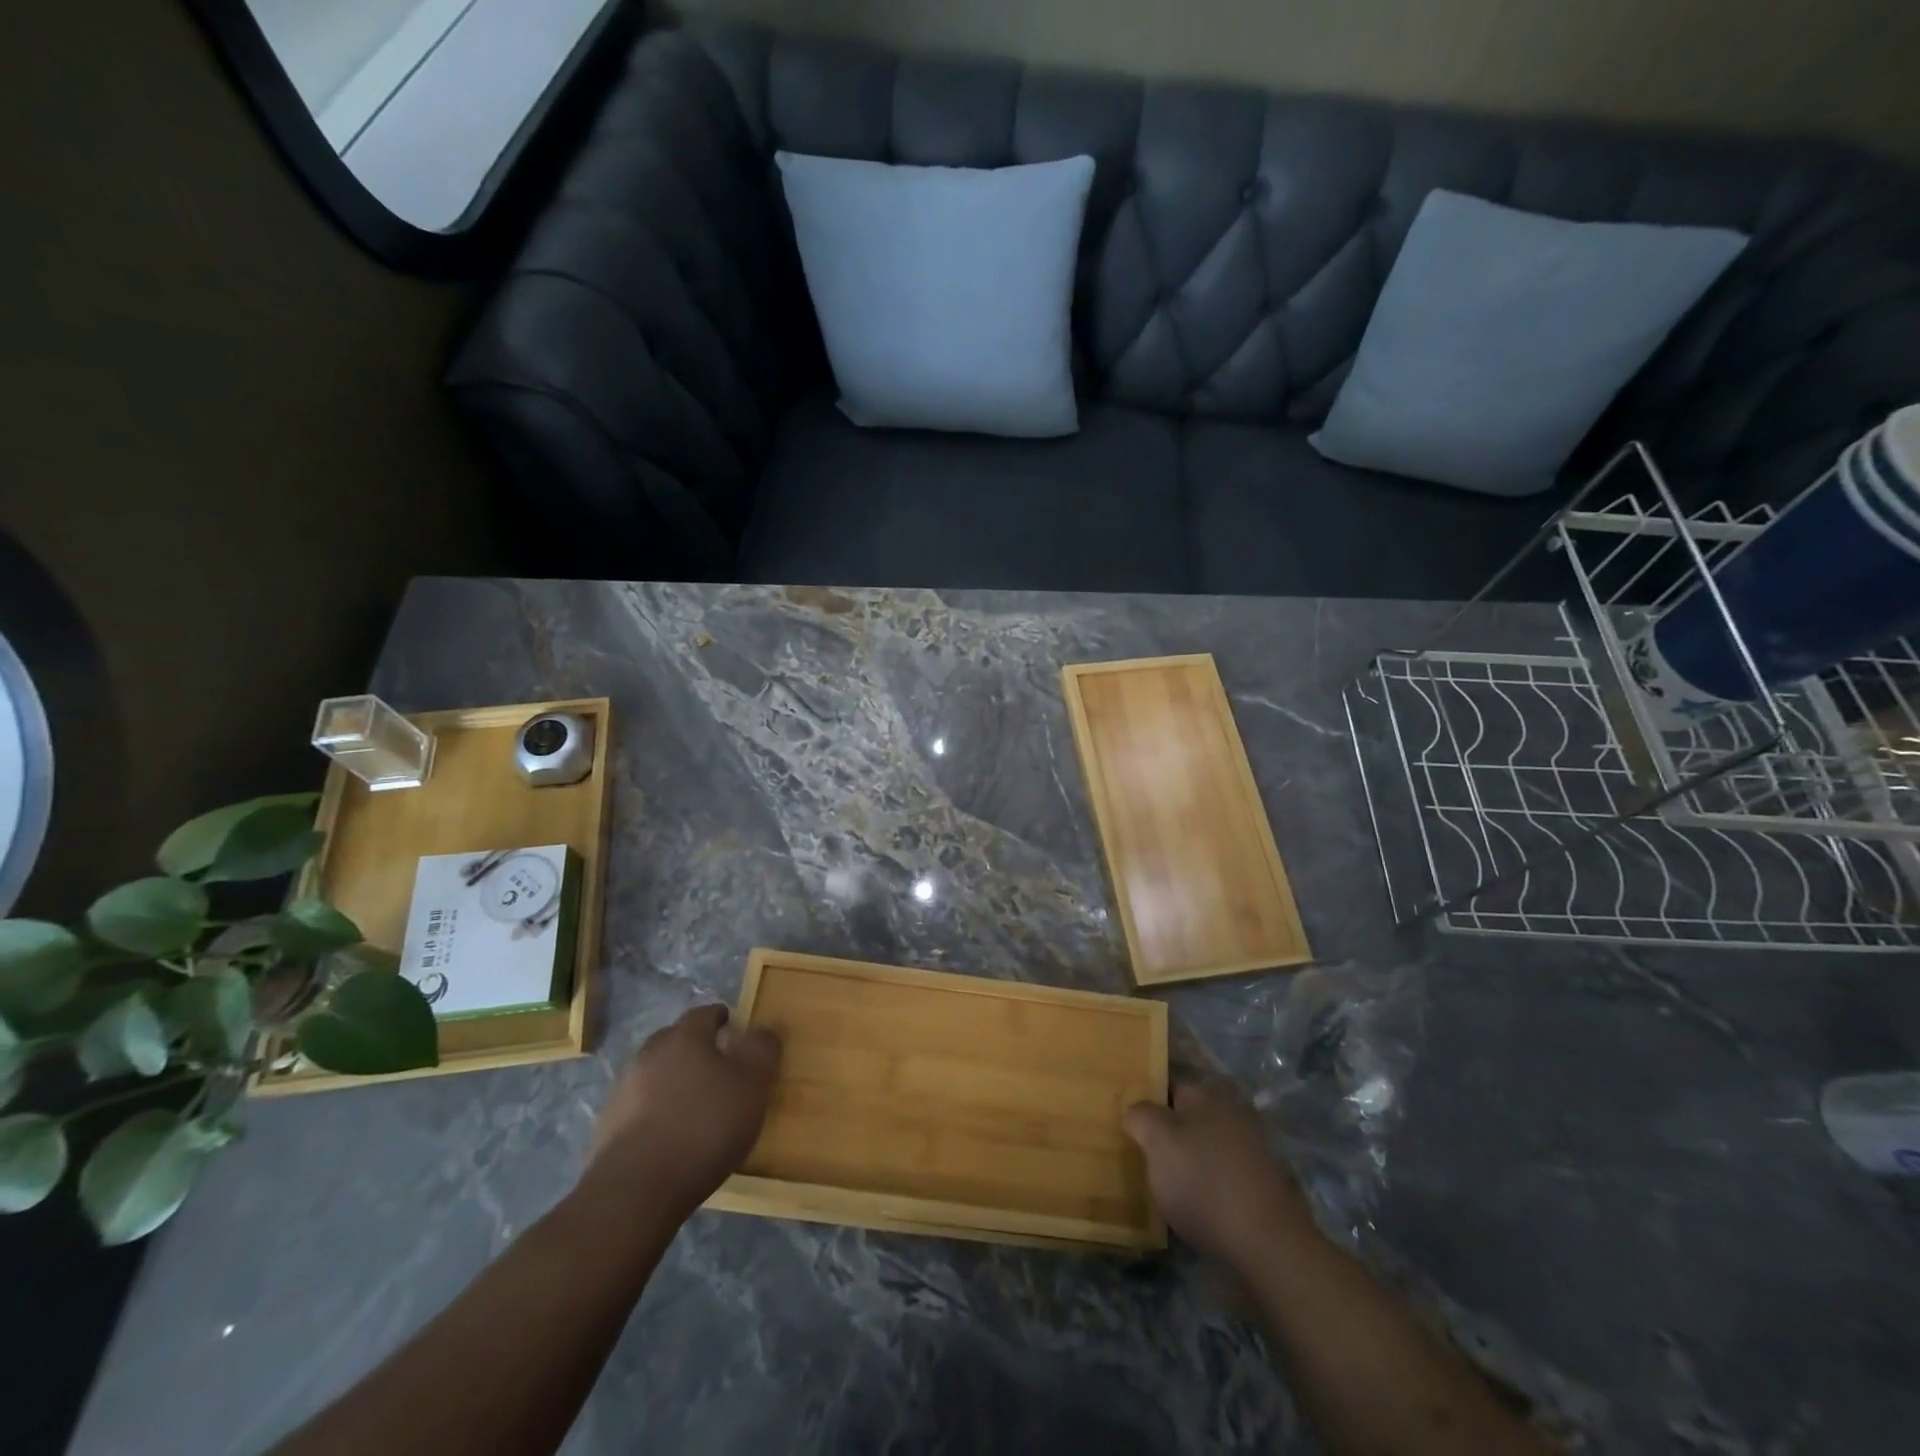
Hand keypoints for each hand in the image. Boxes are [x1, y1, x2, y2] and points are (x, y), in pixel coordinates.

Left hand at [584, 1004, 780, 1217]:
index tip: (735, 1029)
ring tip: (694, 1106)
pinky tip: (670, 1137)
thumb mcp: (752, 1084)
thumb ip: (762, 1049)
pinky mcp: (608, 1127)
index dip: (722, 1018)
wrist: (635, 1190)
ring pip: (655, 1074)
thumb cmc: (705, 1126)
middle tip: (718, 1067)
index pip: (705, 1014)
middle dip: (695, 1048)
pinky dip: (655, 1113)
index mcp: (685, 1037)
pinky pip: (639, 1108)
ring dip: (673, 1082)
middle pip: (675, 1040)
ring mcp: (623, 1090)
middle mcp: (649, 1054)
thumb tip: (763, 1028)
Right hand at [1123, 1078, 1311, 1264]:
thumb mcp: (1157, 1140)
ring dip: (1185, 1161)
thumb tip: (1136, 1110)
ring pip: (1204, 1148)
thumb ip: (1140, 1115)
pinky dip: (1204, 1188)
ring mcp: (1250, 1153)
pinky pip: (1219, 1178)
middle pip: (1188, 1116)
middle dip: (1166, 1130)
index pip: (1169, 1083)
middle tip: (1137, 1149)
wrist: (1266, 1248)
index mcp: (1208, 1094)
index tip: (1126, 1116)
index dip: (1146, 1096)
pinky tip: (1186, 1206)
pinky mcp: (1258, 1189)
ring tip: (1156, 1182)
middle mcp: (1232, 1115)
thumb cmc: (1204, 1182)